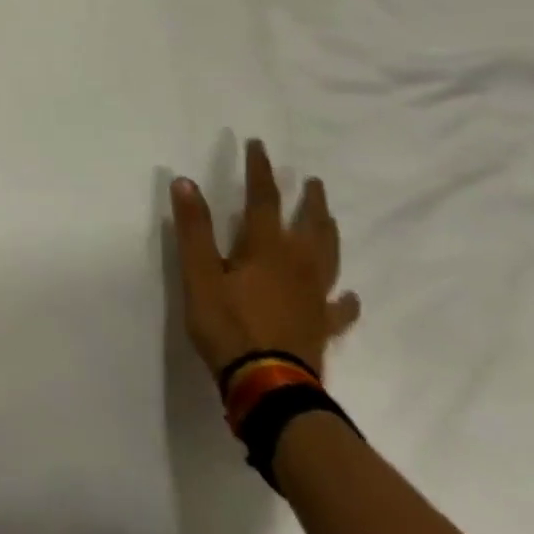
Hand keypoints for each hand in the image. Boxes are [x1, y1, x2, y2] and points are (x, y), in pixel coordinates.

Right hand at [171, 138, 360, 378]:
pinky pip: (339, 308)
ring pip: (329, 257)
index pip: (264, 198)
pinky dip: (344, 298)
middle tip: (312, 181)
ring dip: (329, 233)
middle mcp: (297, 265)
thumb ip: (194, 228)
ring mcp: (314, 297)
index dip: (260, 170)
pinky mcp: (321, 326)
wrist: (269, 387)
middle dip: (309, 199)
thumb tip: (185, 181)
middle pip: (309, 225)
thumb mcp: (199, 274)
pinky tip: (348, 295)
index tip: (259, 145)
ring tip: (330, 219)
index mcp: (266, 248)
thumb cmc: (228, 325)